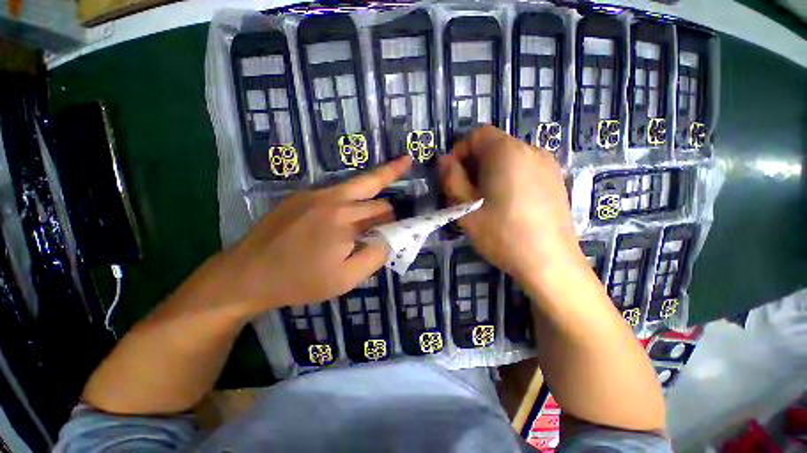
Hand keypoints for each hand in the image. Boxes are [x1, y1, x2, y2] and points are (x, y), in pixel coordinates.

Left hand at [197, 157, 411, 318]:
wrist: (248, 274)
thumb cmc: (301, 281)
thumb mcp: (347, 279)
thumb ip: (375, 256)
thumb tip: (389, 238)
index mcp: (345, 218)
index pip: (384, 210)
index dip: (395, 218)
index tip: (400, 226)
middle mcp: (332, 198)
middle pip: (372, 187)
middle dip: (386, 197)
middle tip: (398, 192)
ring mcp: (314, 193)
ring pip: (355, 184)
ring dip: (372, 188)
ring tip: (393, 169)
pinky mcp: (301, 196)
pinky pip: (336, 193)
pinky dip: (350, 199)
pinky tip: (348, 212)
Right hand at [438, 126, 582, 283]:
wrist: (550, 262)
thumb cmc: (501, 233)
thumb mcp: (465, 207)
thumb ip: (451, 179)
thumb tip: (443, 160)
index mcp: (507, 152)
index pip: (478, 134)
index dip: (460, 151)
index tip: (453, 175)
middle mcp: (531, 150)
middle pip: (494, 145)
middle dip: (474, 163)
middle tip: (466, 192)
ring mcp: (548, 165)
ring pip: (509, 158)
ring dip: (491, 171)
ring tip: (486, 200)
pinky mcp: (556, 180)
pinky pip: (525, 168)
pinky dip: (509, 177)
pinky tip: (508, 204)